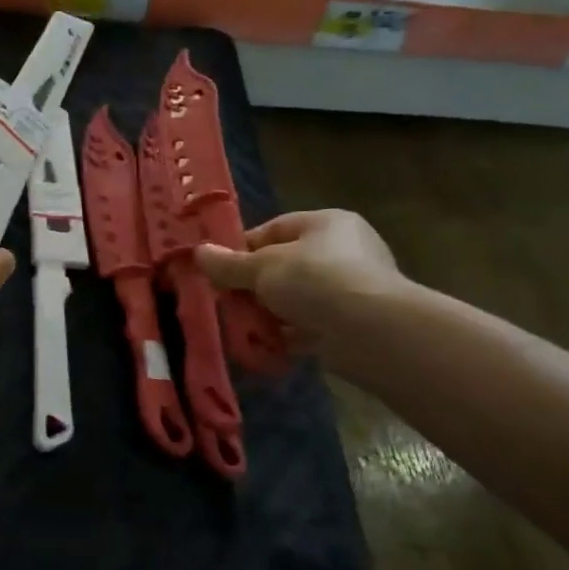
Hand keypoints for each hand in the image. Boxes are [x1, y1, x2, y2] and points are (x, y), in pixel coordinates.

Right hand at [194, 210, 413, 374]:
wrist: (370, 330)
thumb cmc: (314, 280)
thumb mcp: (262, 267)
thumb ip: (229, 264)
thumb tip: (199, 253)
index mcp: (326, 223)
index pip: (275, 229)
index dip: (243, 248)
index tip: (219, 270)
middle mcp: (344, 250)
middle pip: (285, 265)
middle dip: (254, 286)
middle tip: (228, 301)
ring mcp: (351, 288)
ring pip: (297, 298)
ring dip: (270, 313)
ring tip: (242, 327)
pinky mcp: (353, 323)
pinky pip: (311, 325)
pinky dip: (289, 335)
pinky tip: (265, 346)